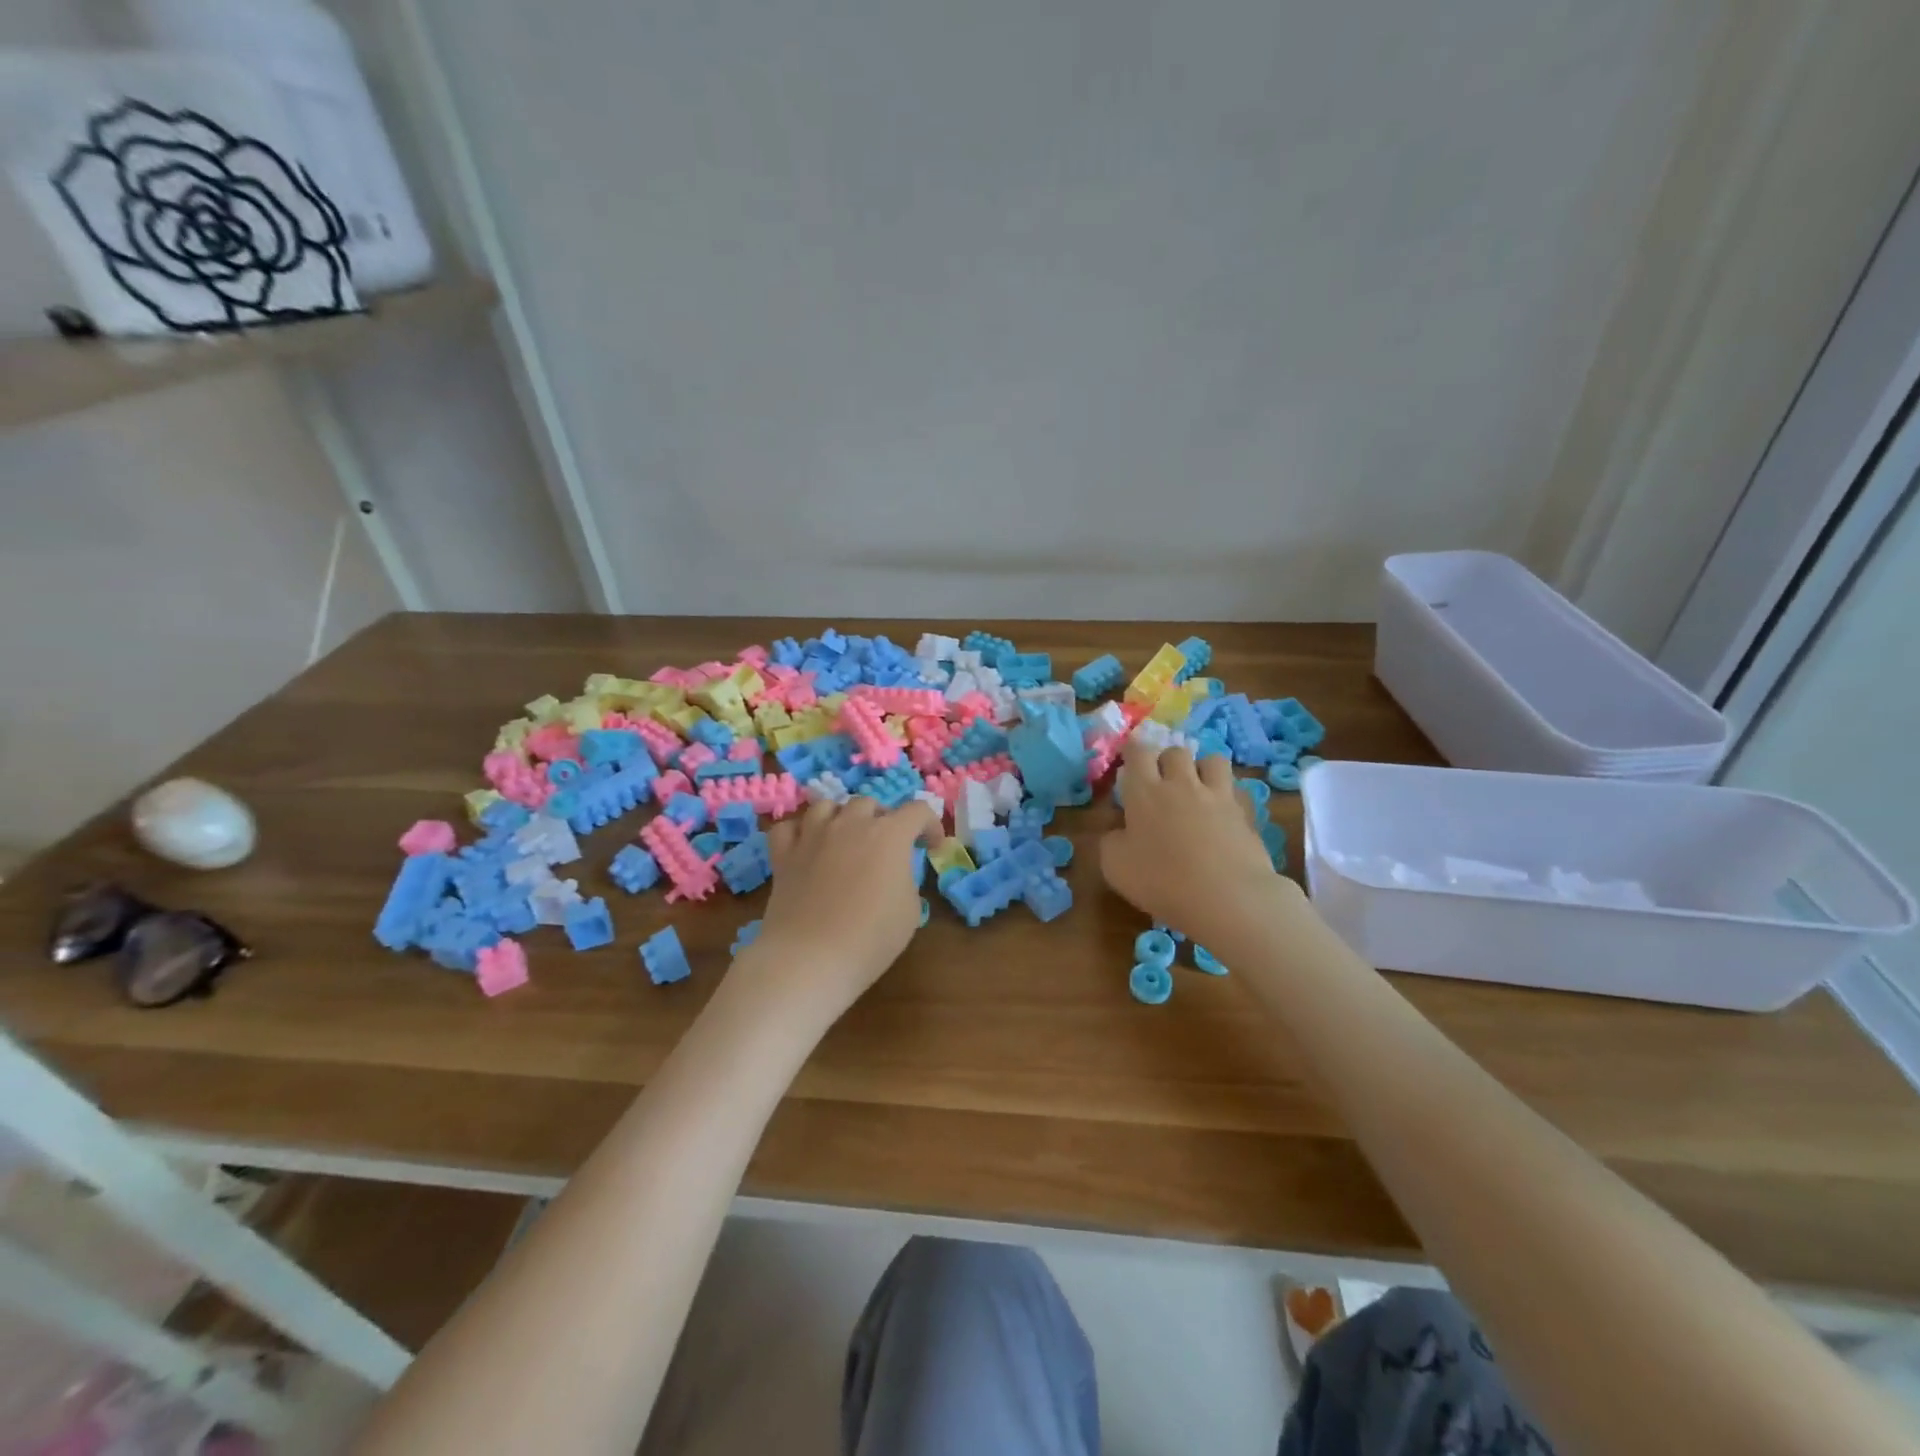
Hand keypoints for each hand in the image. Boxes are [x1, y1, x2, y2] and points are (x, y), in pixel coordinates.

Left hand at [749, 797, 939, 1015]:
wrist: (811, 957)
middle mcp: (850, 824)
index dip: (930, 825)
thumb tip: (893, 873)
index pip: (917, 811)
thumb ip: (905, 879)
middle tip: (886, 846)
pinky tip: (806, 846)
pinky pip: (788, 828)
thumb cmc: (872, 937)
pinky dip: (799, 832)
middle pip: (869, 803)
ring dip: (841, 817)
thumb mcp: (910, 910)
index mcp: (889, 834)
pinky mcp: (783, 854)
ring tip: (844, 838)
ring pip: (827, 806)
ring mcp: (812, 835)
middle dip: (882, 819)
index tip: (931, 846)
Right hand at [1100, 741, 1281, 940]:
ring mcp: (1218, 796)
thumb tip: (1119, 831)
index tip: (1131, 759)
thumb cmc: (1162, 882)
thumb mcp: (1115, 867)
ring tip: (1198, 788)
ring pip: (1212, 760)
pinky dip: (1228, 795)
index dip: (1133, 750)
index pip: (1138, 752)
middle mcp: (1181, 784)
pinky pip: (1236, 790)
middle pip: (1175, 752)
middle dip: (1167, 760)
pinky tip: (1224, 812)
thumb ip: (1111, 841)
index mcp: (1145, 793)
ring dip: (1202, 769)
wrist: (1228, 898)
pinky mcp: (1245, 813)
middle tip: (1162, 782)